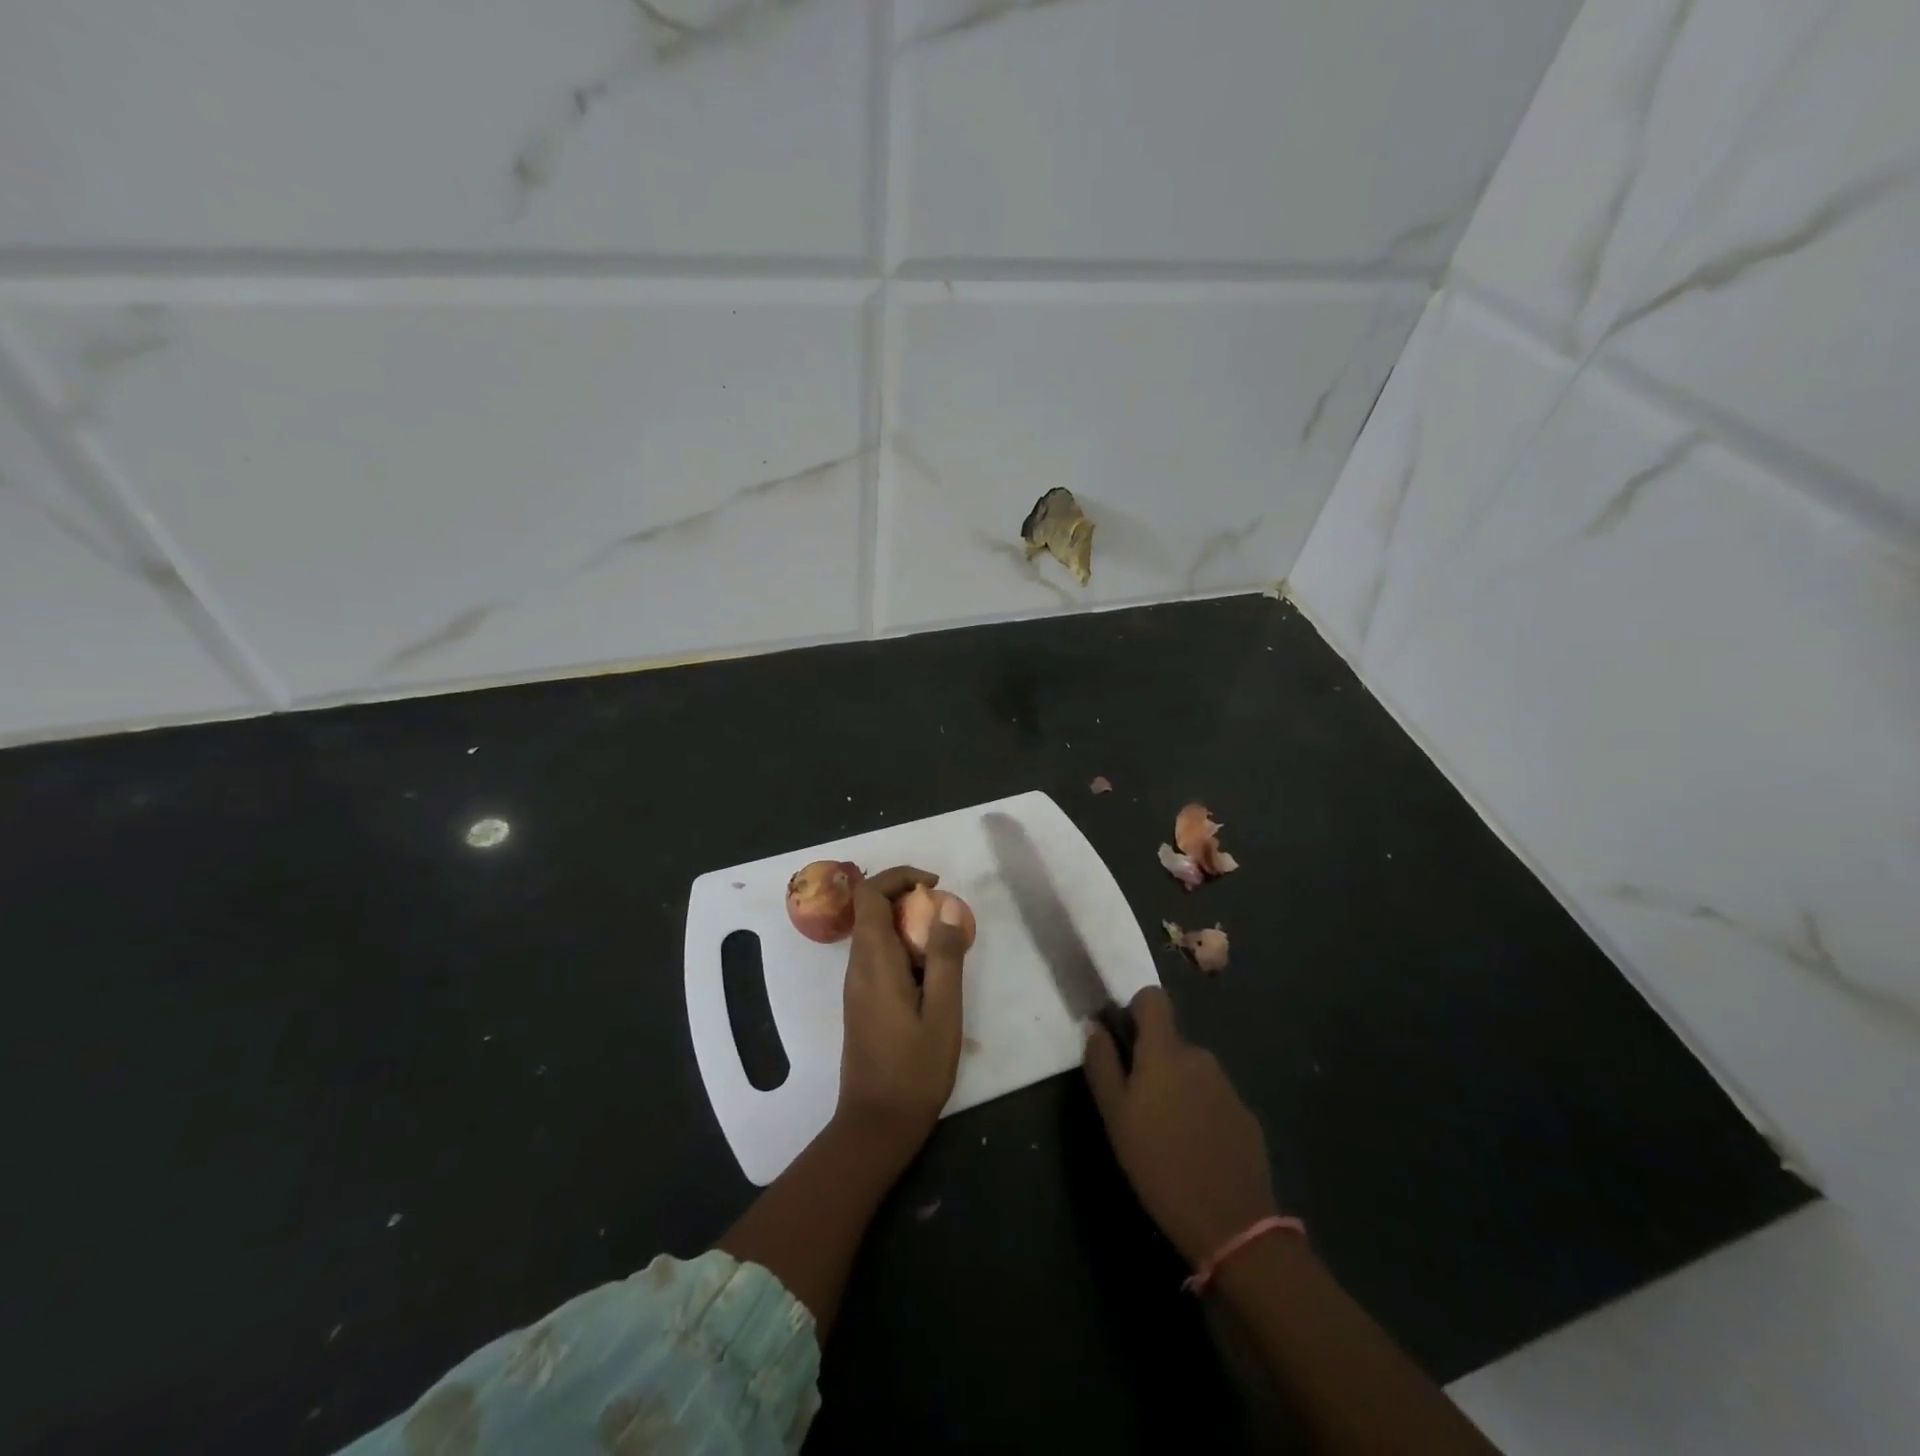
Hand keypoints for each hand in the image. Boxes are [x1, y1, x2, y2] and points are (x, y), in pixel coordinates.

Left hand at [835, 865, 969, 1158]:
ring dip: (906, 922)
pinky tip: (931, 971)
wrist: (877, 1123)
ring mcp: (856, 984)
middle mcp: (857, 966)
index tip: (934, 884)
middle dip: (906, 896)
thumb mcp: (943, 1010)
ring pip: (874, 931)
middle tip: (945, 912)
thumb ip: (945, 956)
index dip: (898, 876)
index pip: (869, 894)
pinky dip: (903, 945)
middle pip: (870, 908)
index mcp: (874, 961)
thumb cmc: (915, 1068)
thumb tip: (946, 906)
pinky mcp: (862, 1000)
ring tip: (944, 940)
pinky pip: (878, 954)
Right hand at [1084, 987, 1278, 1267]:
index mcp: (1165, 1051)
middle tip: (1136, 1105)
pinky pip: (1212, 1098)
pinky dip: (1199, 1112)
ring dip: (1175, 1087)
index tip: (1122, 1042)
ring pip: (1190, 1071)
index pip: (1152, 998)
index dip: (1134, 1010)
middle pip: (1169, 1040)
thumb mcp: (1115, 1116)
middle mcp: (1199, 1056)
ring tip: (1165, 1134)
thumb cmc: (1159, 1164)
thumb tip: (1093, 1025)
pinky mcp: (1245, 1116)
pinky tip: (1194, 1150)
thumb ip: (1102, 1064)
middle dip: (1151, 1061)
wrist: (1232, 1224)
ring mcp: (1226, 1086)